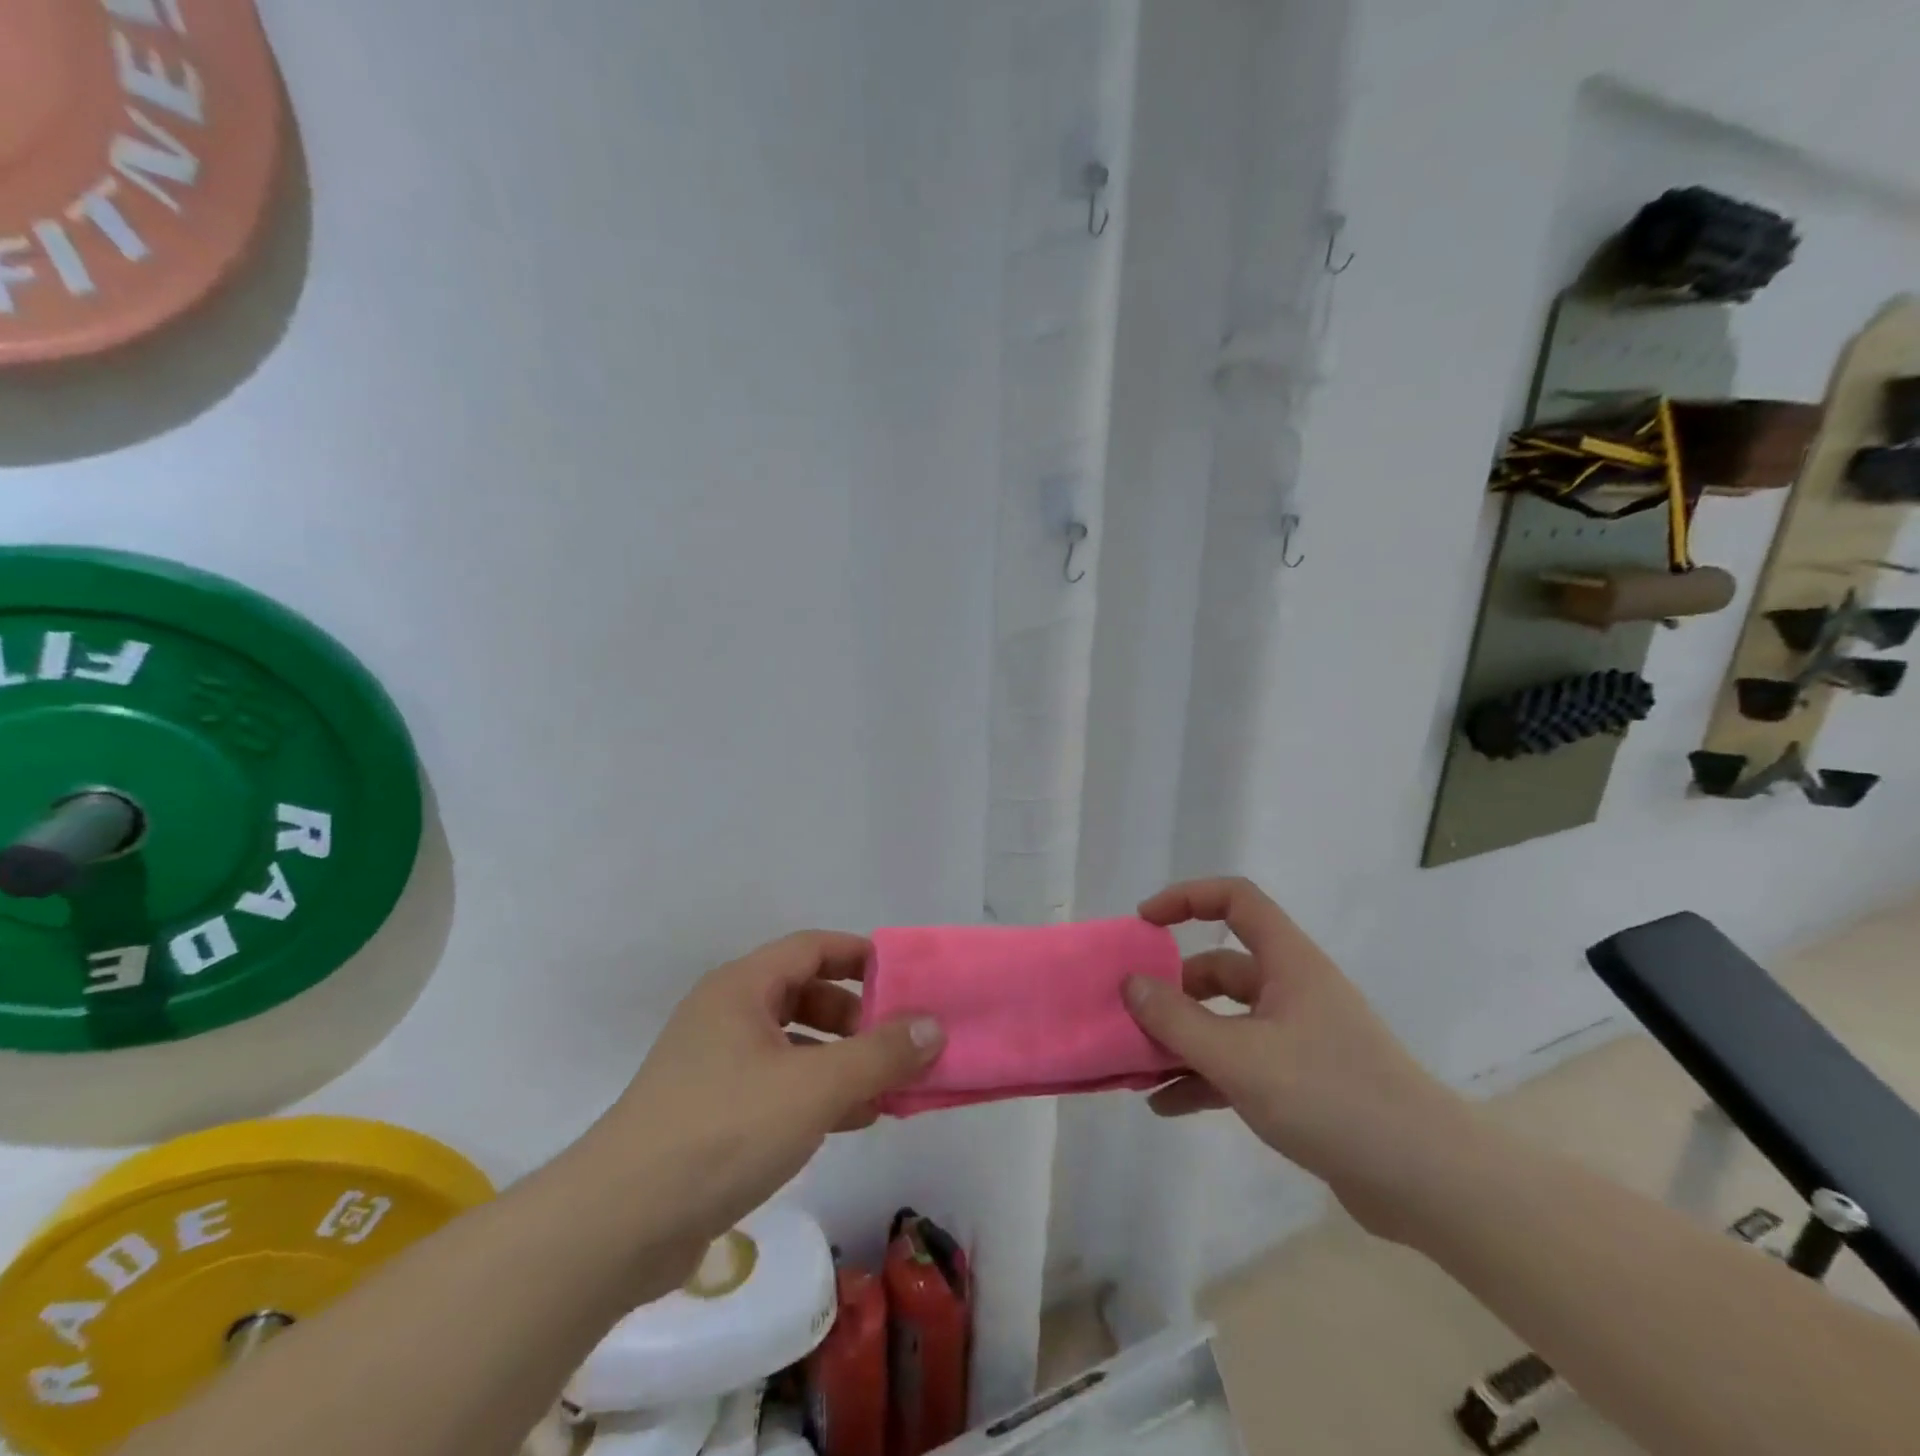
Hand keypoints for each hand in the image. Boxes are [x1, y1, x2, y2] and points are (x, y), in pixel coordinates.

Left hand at [586, 931, 943, 1275]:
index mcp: (742, 988)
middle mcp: (726, 1016)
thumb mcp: (815, 1087)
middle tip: (897, 1041)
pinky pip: (778, 1086)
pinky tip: (852, 1121)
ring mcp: (715, 1066)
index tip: (905, 978)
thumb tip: (933, 1026)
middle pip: (804, 995)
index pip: (812, 948)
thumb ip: (880, 1054)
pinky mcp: (710, 1114)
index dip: (861, 956)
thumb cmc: (722, 1131)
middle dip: (856, 1016)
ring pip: (793, 1045)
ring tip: (888, 1087)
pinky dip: (817, 1095)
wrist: (618, 1226)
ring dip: (842, 1061)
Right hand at [1124, 878, 1477, 1238]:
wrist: (1428, 1183)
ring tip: (1135, 1065)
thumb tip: (1130, 983)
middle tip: (1130, 1013)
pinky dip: (1202, 1078)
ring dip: (1182, 1040)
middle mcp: (1292, 990)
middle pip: (1220, 968)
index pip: (1236, 899)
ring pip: (1225, 1022)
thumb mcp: (1241, 1057)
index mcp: (1288, 963)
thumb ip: (1178, 1020)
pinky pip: (1239, 1065)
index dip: (1186, 898)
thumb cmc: (1332, 1097)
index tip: (1144, 923)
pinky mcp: (1301, 1082)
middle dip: (1172, 988)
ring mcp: (1298, 1038)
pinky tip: (1165, 1104)